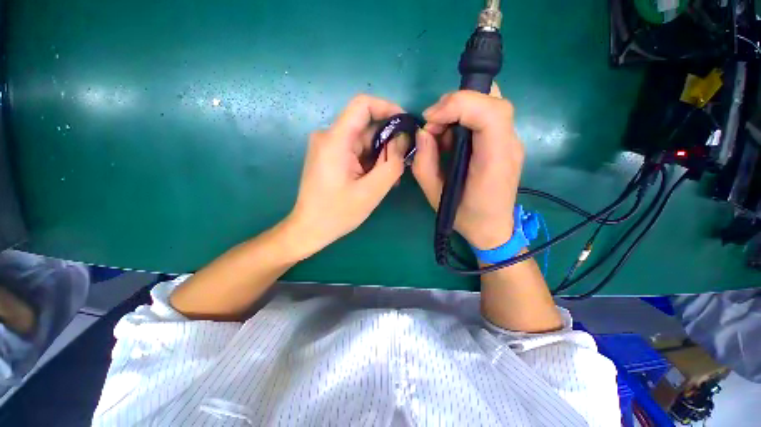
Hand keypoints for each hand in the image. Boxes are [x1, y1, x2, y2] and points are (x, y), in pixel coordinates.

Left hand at [283, 95, 407, 259]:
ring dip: (380, 155)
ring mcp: (328, 146)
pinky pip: (356, 151)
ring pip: (363, 141)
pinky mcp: (330, 156)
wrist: (310, 228)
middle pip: (366, 126)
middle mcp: (328, 136)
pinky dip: (370, 161)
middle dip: (388, 142)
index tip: (406, 125)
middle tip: (402, 163)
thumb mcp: (372, 191)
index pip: (363, 105)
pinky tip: (377, 179)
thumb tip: (403, 139)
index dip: (388, 108)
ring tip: (391, 178)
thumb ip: (392, 163)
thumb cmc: (338, 213)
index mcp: (335, 140)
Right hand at [412, 84, 523, 249]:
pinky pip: (488, 116)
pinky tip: (452, 139)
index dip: (458, 105)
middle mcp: (509, 146)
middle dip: (457, 104)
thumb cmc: (463, 216)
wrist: (492, 228)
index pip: (489, 114)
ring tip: (441, 134)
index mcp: (494, 162)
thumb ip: (424, 163)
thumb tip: (423, 132)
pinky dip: (466, 118)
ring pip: (491, 104)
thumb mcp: (434, 194)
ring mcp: (511, 142)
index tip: (430, 120)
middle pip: (493, 101)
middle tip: (433, 124)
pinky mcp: (505, 143)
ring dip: (460, 110)